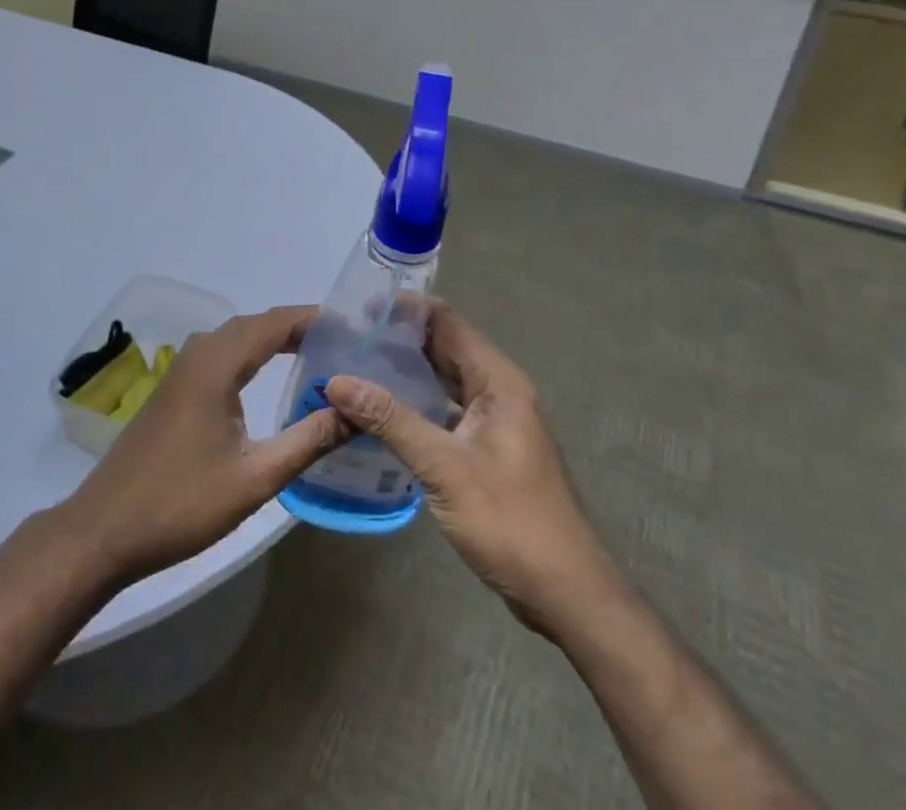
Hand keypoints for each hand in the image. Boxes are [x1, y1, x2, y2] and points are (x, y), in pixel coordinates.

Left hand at [62, 305, 350, 582]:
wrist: (105, 529)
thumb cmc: (182, 503)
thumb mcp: (255, 478)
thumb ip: (308, 440)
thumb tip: (356, 411)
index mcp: (217, 363)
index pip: (276, 322)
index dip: (316, 319)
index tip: (356, 328)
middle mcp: (200, 353)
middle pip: (258, 324)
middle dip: (302, 328)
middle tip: (347, 345)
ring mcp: (183, 369)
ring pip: (239, 338)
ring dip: (277, 340)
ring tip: (320, 356)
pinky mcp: (176, 388)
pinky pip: (223, 354)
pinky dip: (255, 355)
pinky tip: (272, 378)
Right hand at [323, 304, 599, 631]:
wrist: (567, 594)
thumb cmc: (510, 521)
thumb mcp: (443, 467)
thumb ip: (391, 419)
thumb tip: (337, 381)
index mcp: (498, 381)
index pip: (447, 322)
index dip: (405, 311)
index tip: (360, 313)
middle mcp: (500, 391)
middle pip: (445, 348)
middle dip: (400, 341)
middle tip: (349, 341)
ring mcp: (497, 421)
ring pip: (445, 380)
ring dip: (407, 373)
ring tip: (357, 370)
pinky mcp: (490, 449)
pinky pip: (448, 410)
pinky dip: (418, 405)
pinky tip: (383, 416)